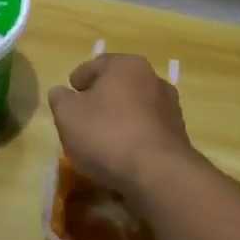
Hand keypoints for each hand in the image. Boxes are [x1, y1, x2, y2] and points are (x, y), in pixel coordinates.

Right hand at [47, 54, 196, 198]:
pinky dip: (133, 137)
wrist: (158, 173)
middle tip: (81, 118)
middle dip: (100, 99)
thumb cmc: (107, 134)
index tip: (68, 96)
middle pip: (118, 86)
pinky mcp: (178, 135)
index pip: (96, 65)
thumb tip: (62, 93)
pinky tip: (121, 155)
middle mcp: (153, 79)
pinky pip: (147, 130)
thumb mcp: (67, 114)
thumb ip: (60, 99)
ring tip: (101, 140)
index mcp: (127, 65)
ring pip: (134, 108)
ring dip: (118, 119)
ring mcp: (170, 108)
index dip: (78, 80)